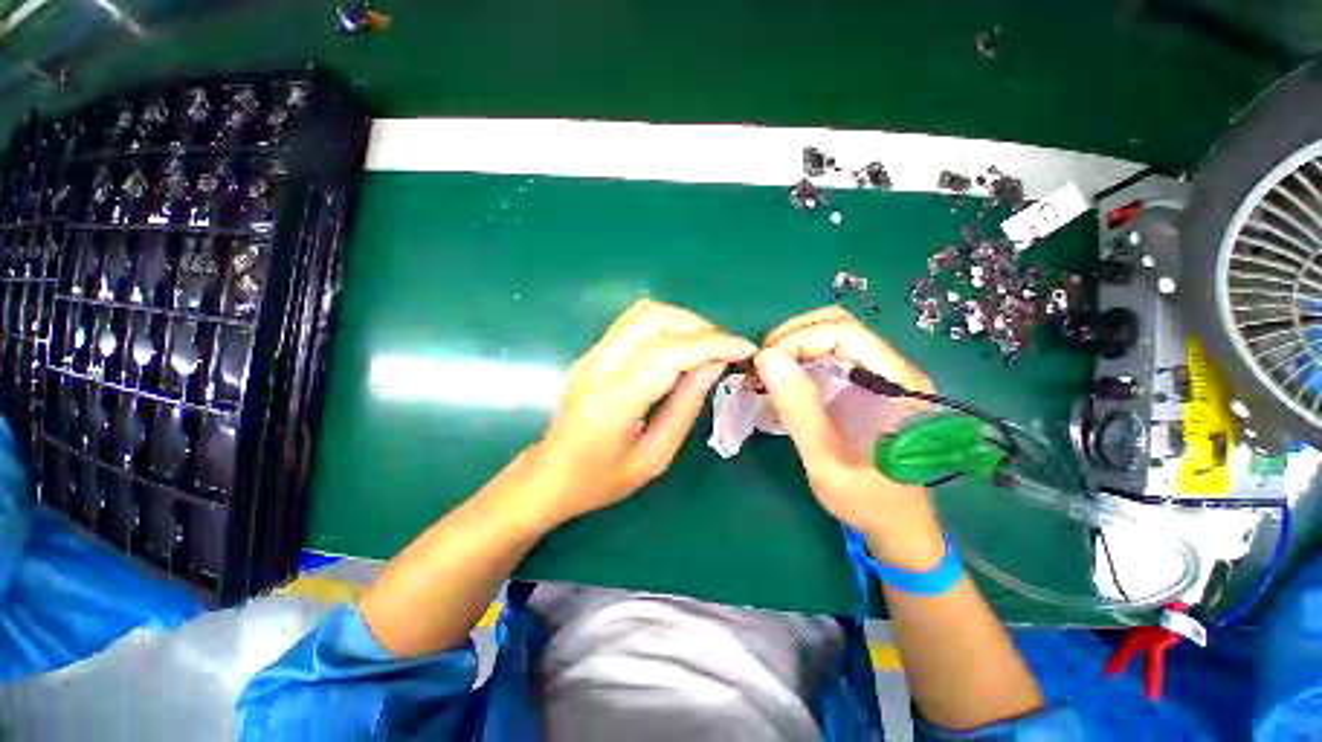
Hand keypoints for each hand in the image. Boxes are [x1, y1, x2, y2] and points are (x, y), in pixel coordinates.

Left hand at [525, 299, 755, 526]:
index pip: (668, 353)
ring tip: (706, 346)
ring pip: (643, 312)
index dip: (712, 344)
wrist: (550, 476)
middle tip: (725, 350)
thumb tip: (714, 365)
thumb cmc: (601, 480)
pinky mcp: (591, 352)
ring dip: (682, 321)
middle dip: (699, 327)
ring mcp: (590, 354)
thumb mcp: (655, 456)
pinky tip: (679, 346)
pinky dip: (664, 325)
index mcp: (613, 401)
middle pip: (654, 319)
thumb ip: (686, 406)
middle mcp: (597, 366)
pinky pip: (633, 322)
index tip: (744, 348)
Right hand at [755, 307, 943, 567]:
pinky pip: (827, 358)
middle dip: (792, 338)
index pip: (845, 333)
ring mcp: (879, 376)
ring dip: (793, 348)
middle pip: (838, 326)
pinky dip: (798, 363)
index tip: (766, 364)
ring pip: (830, 338)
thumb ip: (798, 409)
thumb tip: (767, 360)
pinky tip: (782, 385)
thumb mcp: (826, 460)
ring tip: (767, 374)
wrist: (896, 524)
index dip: (799, 339)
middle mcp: (893, 370)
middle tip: (762, 365)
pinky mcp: (864, 385)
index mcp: (897, 384)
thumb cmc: (866, 499)